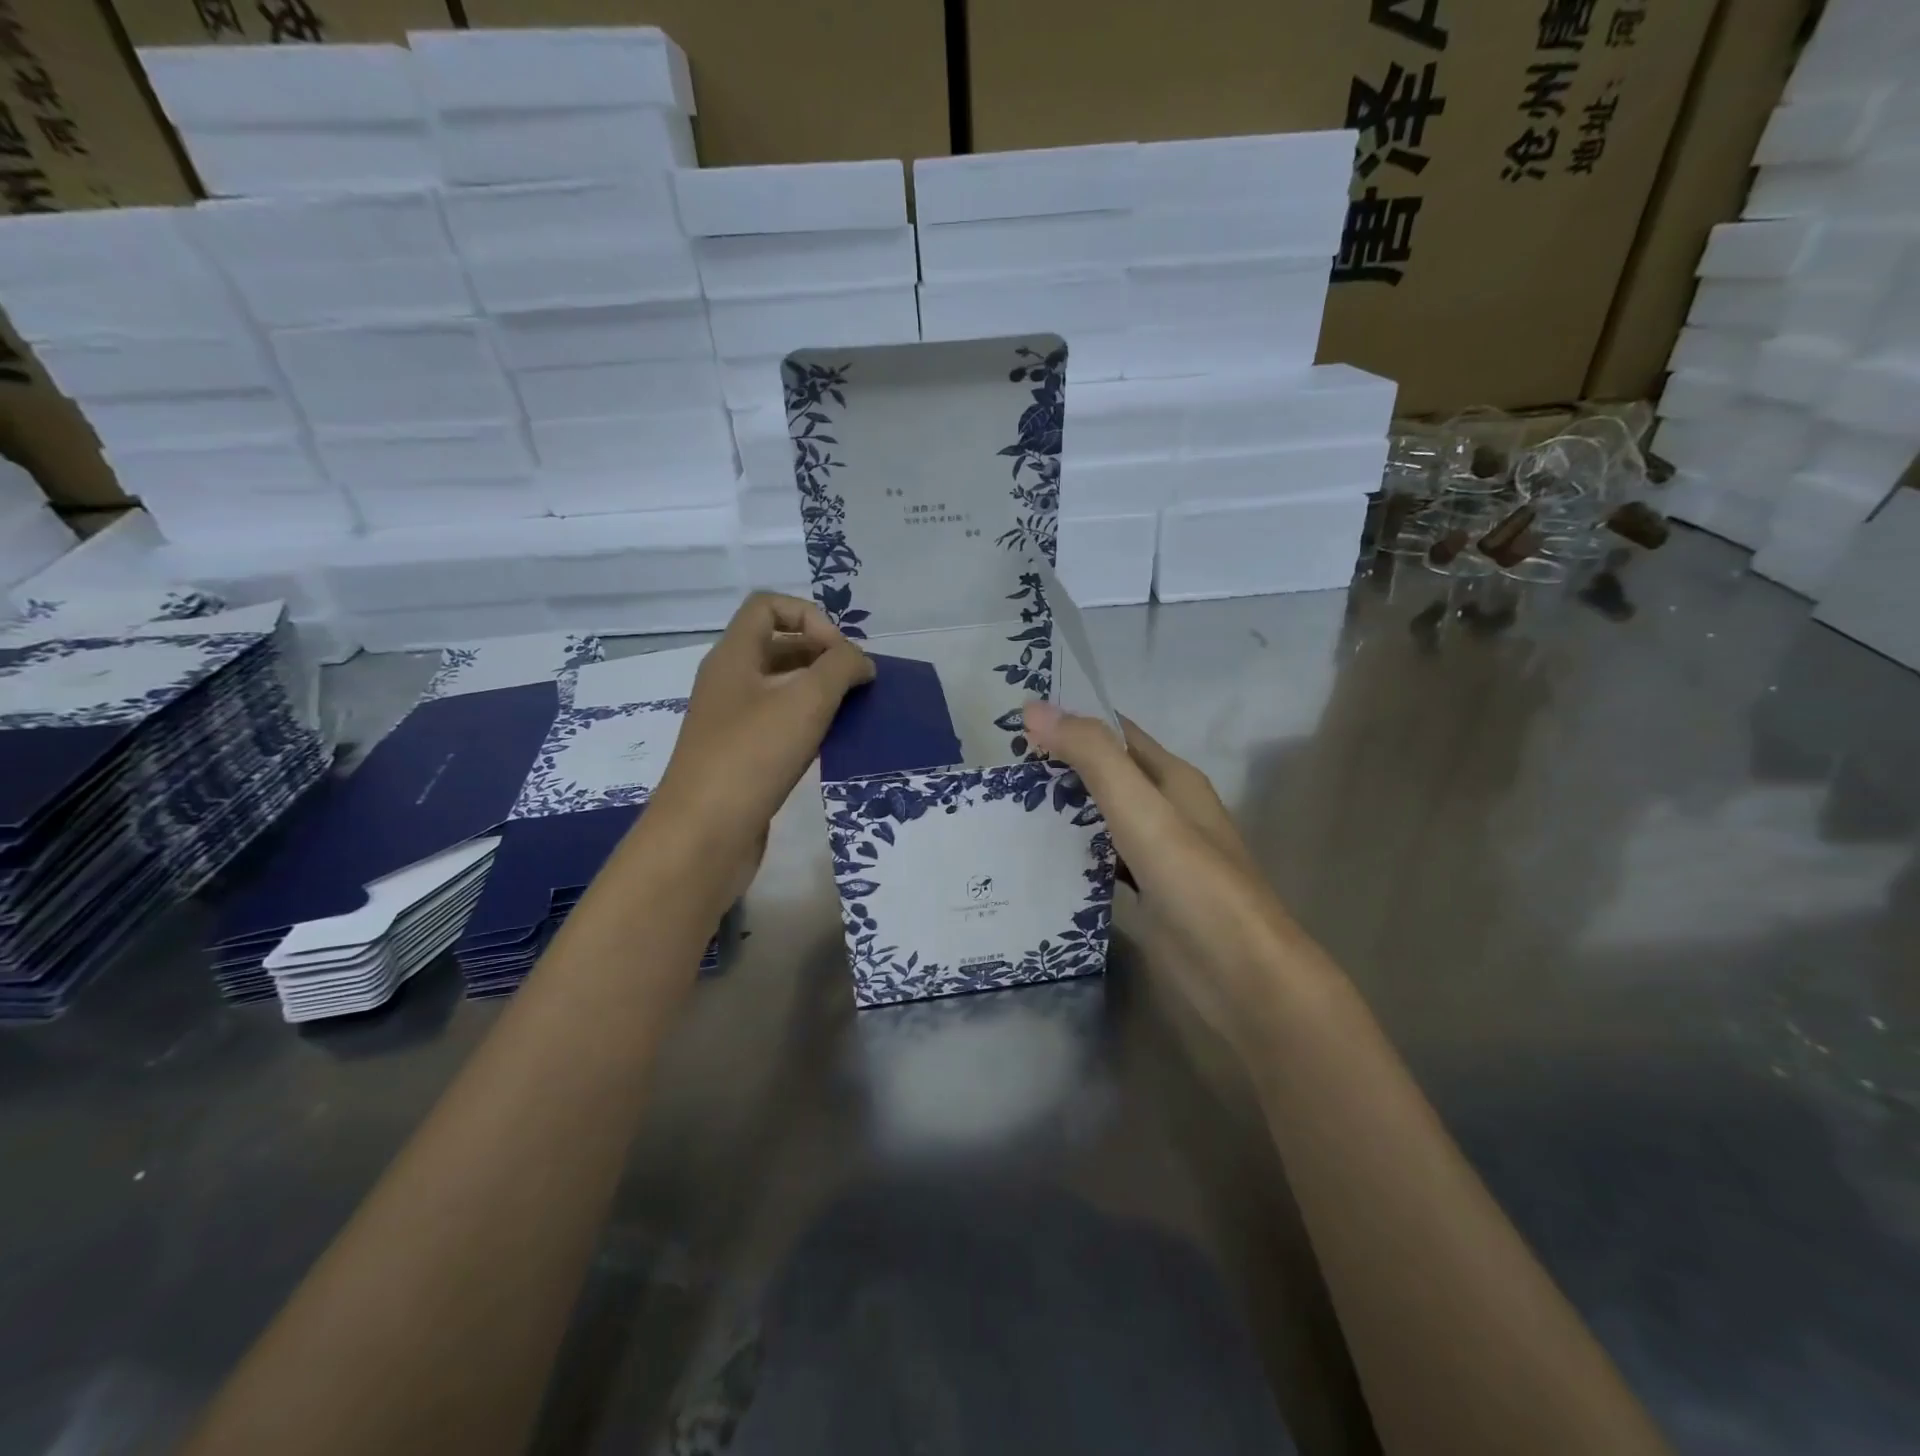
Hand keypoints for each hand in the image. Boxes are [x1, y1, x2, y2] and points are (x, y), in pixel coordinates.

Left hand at [649, 593, 873, 896]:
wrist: (703, 836)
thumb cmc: (751, 757)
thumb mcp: (805, 701)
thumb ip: (840, 668)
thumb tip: (861, 662)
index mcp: (733, 657)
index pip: (768, 606)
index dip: (810, 617)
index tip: (839, 655)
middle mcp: (728, 682)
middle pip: (778, 645)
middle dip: (822, 655)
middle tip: (856, 684)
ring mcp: (731, 722)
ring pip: (781, 687)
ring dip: (819, 691)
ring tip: (852, 712)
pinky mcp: (740, 757)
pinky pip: (779, 724)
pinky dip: (808, 724)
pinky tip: (831, 743)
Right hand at [1023, 701, 1297, 1048]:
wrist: (1241, 976)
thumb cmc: (1195, 882)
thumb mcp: (1142, 809)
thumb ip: (1092, 756)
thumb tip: (1034, 707)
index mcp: (1173, 779)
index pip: (1117, 733)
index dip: (1073, 720)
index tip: (1016, 719)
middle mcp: (1167, 811)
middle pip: (1107, 775)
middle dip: (1059, 766)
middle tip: (998, 766)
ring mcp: (1158, 856)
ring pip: (1102, 818)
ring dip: (1063, 810)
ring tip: (1004, 805)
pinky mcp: (1147, 895)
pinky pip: (1102, 861)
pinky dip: (1073, 854)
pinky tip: (1036, 858)